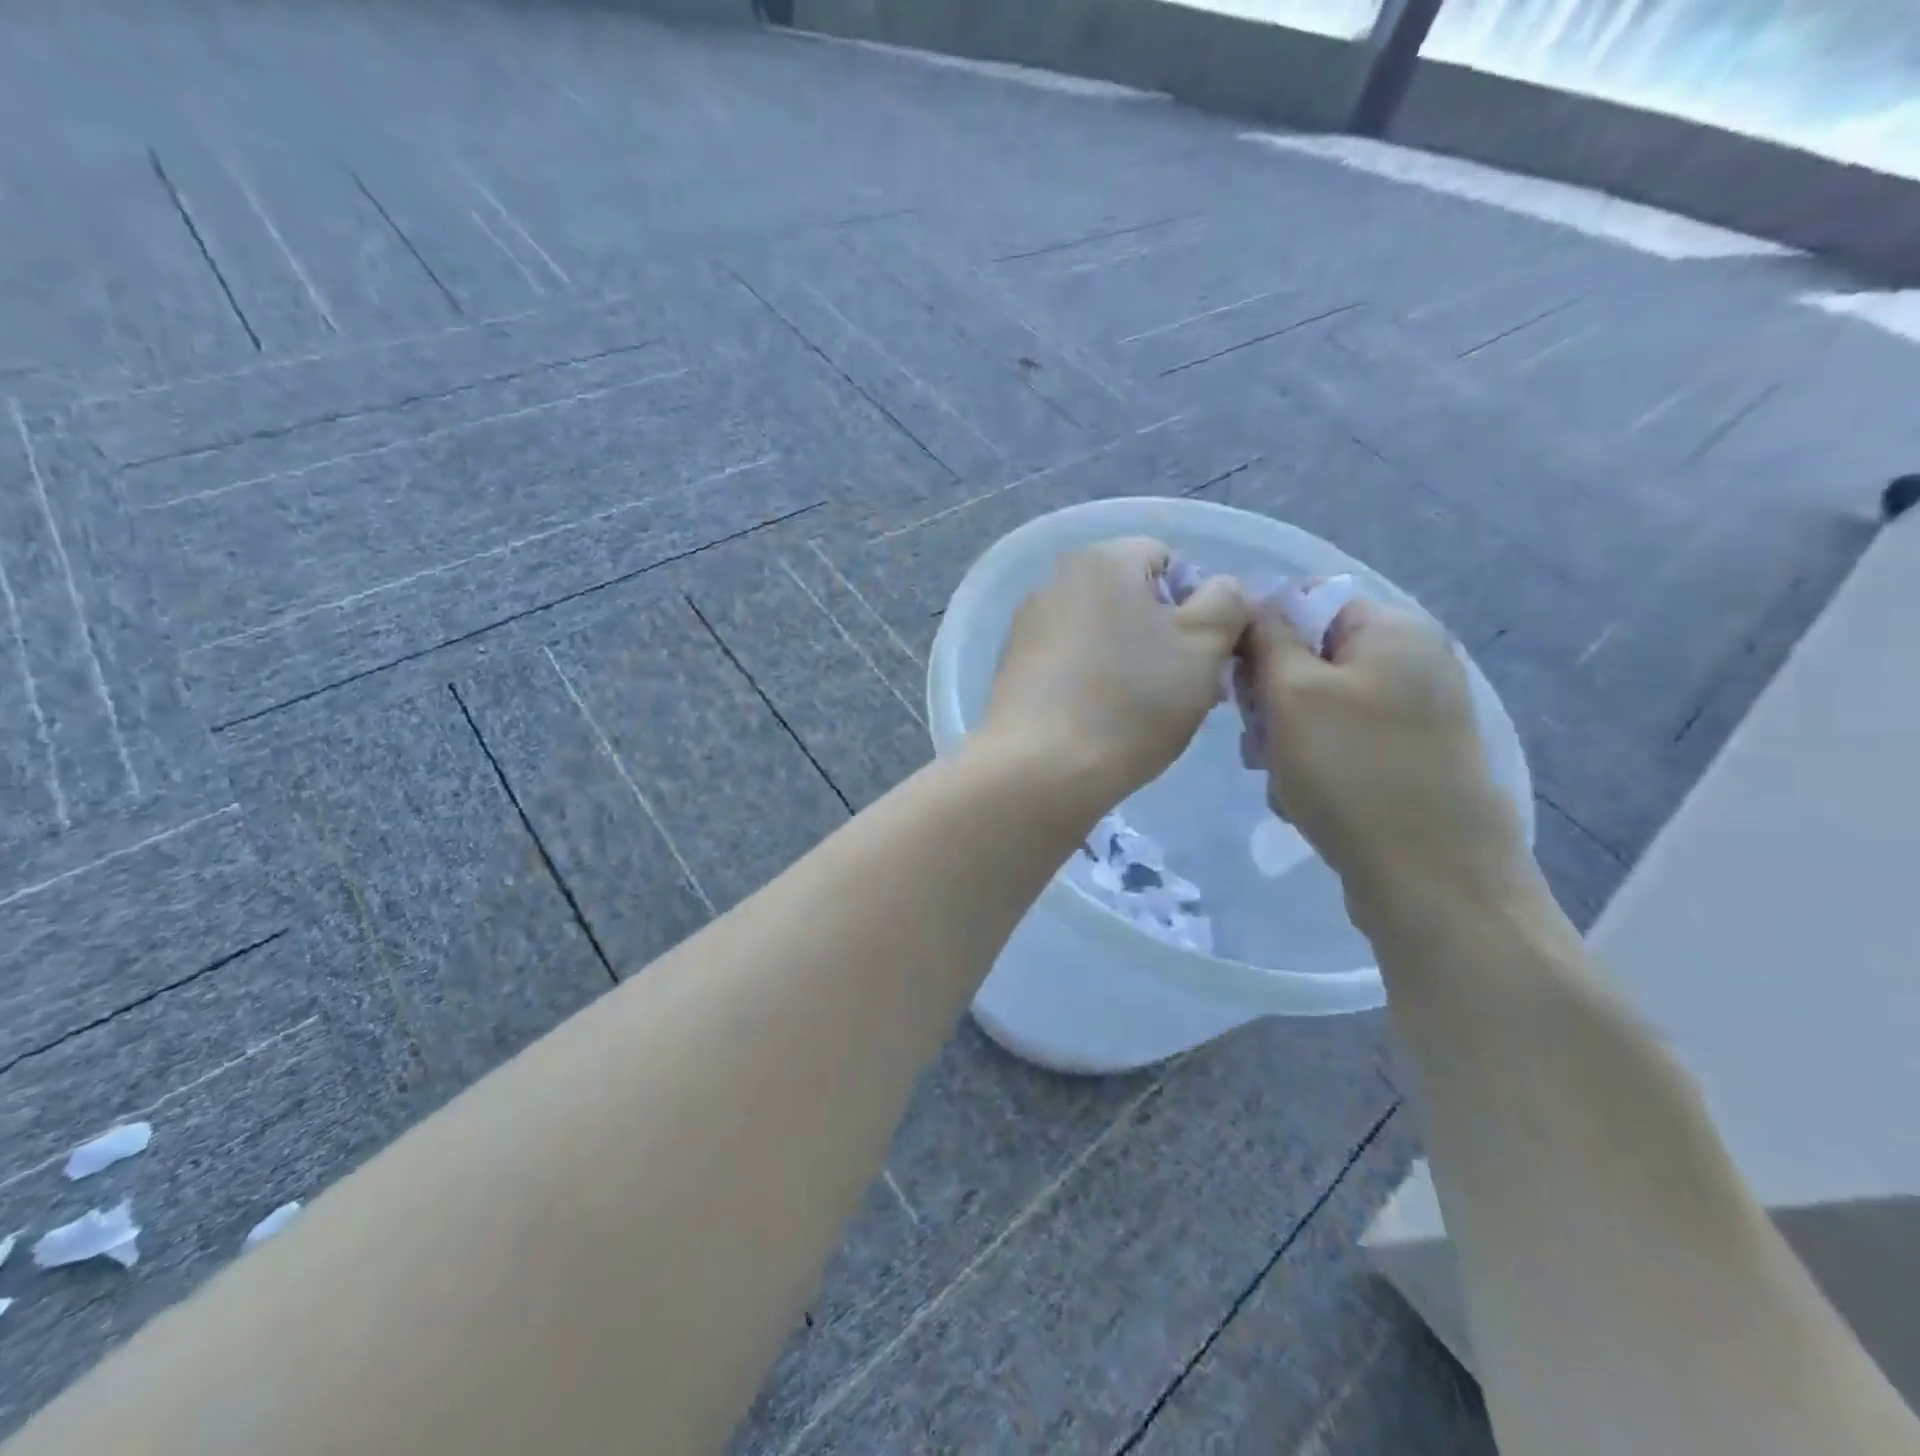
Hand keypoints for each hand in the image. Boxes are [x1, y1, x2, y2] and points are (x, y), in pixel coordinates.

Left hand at [983, 538, 1249, 806]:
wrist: (1040, 770)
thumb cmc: (1131, 702)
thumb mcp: (1203, 647)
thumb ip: (1226, 604)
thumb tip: (1220, 589)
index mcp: (1102, 560)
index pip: (1168, 559)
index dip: (1198, 605)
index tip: (1203, 655)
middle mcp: (1055, 581)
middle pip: (1131, 599)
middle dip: (1164, 637)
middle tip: (1183, 690)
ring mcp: (1028, 627)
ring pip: (1101, 634)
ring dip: (1131, 662)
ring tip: (1144, 714)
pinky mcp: (1013, 669)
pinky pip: (1070, 664)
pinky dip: (1093, 683)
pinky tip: (1103, 723)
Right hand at [1244, 597, 1529, 914]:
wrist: (1432, 878)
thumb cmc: (1352, 771)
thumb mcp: (1292, 693)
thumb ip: (1266, 638)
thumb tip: (1254, 602)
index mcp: (1394, 629)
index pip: (1306, 606)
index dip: (1263, 641)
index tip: (1241, 688)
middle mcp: (1414, 661)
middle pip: (1310, 660)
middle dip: (1272, 702)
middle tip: (1259, 745)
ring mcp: (1418, 713)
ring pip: (1318, 708)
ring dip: (1285, 740)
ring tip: (1281, 780)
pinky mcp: (1412, 758)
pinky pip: (1343, 743)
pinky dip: (1315, 766)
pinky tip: (1306, 800)